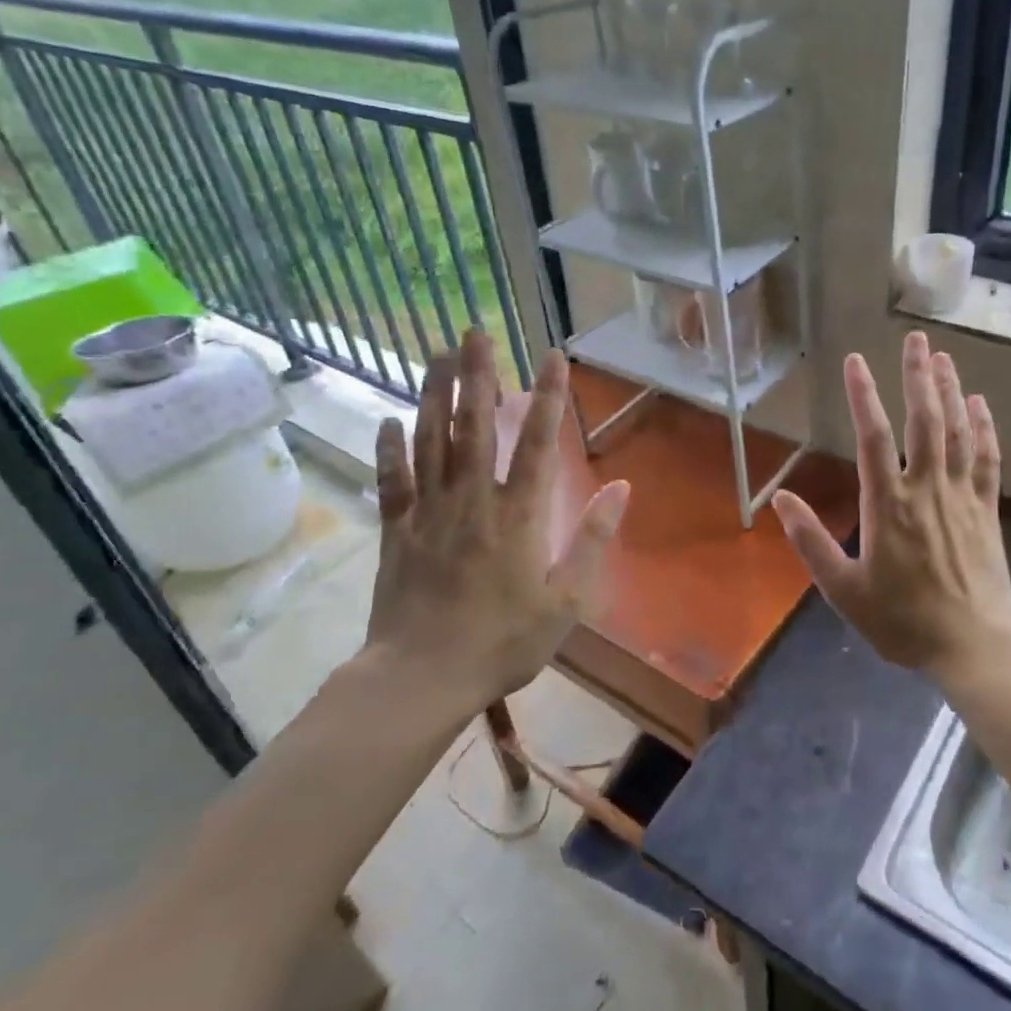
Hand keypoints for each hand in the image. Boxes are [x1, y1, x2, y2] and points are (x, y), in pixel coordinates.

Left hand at [364, 330, 628, 711]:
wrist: (422, 678)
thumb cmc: (503, 642)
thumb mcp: (566, 601)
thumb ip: (593, 540)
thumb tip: (621, 487)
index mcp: (517, 516)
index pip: (536, 443)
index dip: (548, 397)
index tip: (551, 355)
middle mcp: (472, 501)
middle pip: (474, 427)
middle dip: (477, 376)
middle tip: (474, 331)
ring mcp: (428, 513)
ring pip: (430, 442)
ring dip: (434, 395)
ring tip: (437, 356)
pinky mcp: (396, 531)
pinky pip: (391, 481)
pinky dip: (390, 449)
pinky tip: (388, 420)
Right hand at [773, 331, 1010, 677]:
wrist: (972, 645)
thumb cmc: (902, 620)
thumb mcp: (843, 589)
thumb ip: (810, 541)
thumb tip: (780, 498)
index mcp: (887, 505)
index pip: (872, 437)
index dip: (862, 396)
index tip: (855, 361)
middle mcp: (926, 488)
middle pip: (923, 421)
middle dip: (918, 376)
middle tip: (917, 339)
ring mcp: (961, 496)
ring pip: (957, 432)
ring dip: (950, 391)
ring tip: (943, 357)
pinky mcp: (986, 509)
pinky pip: (985, 458)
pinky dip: (982, 427)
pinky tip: (978, 404)